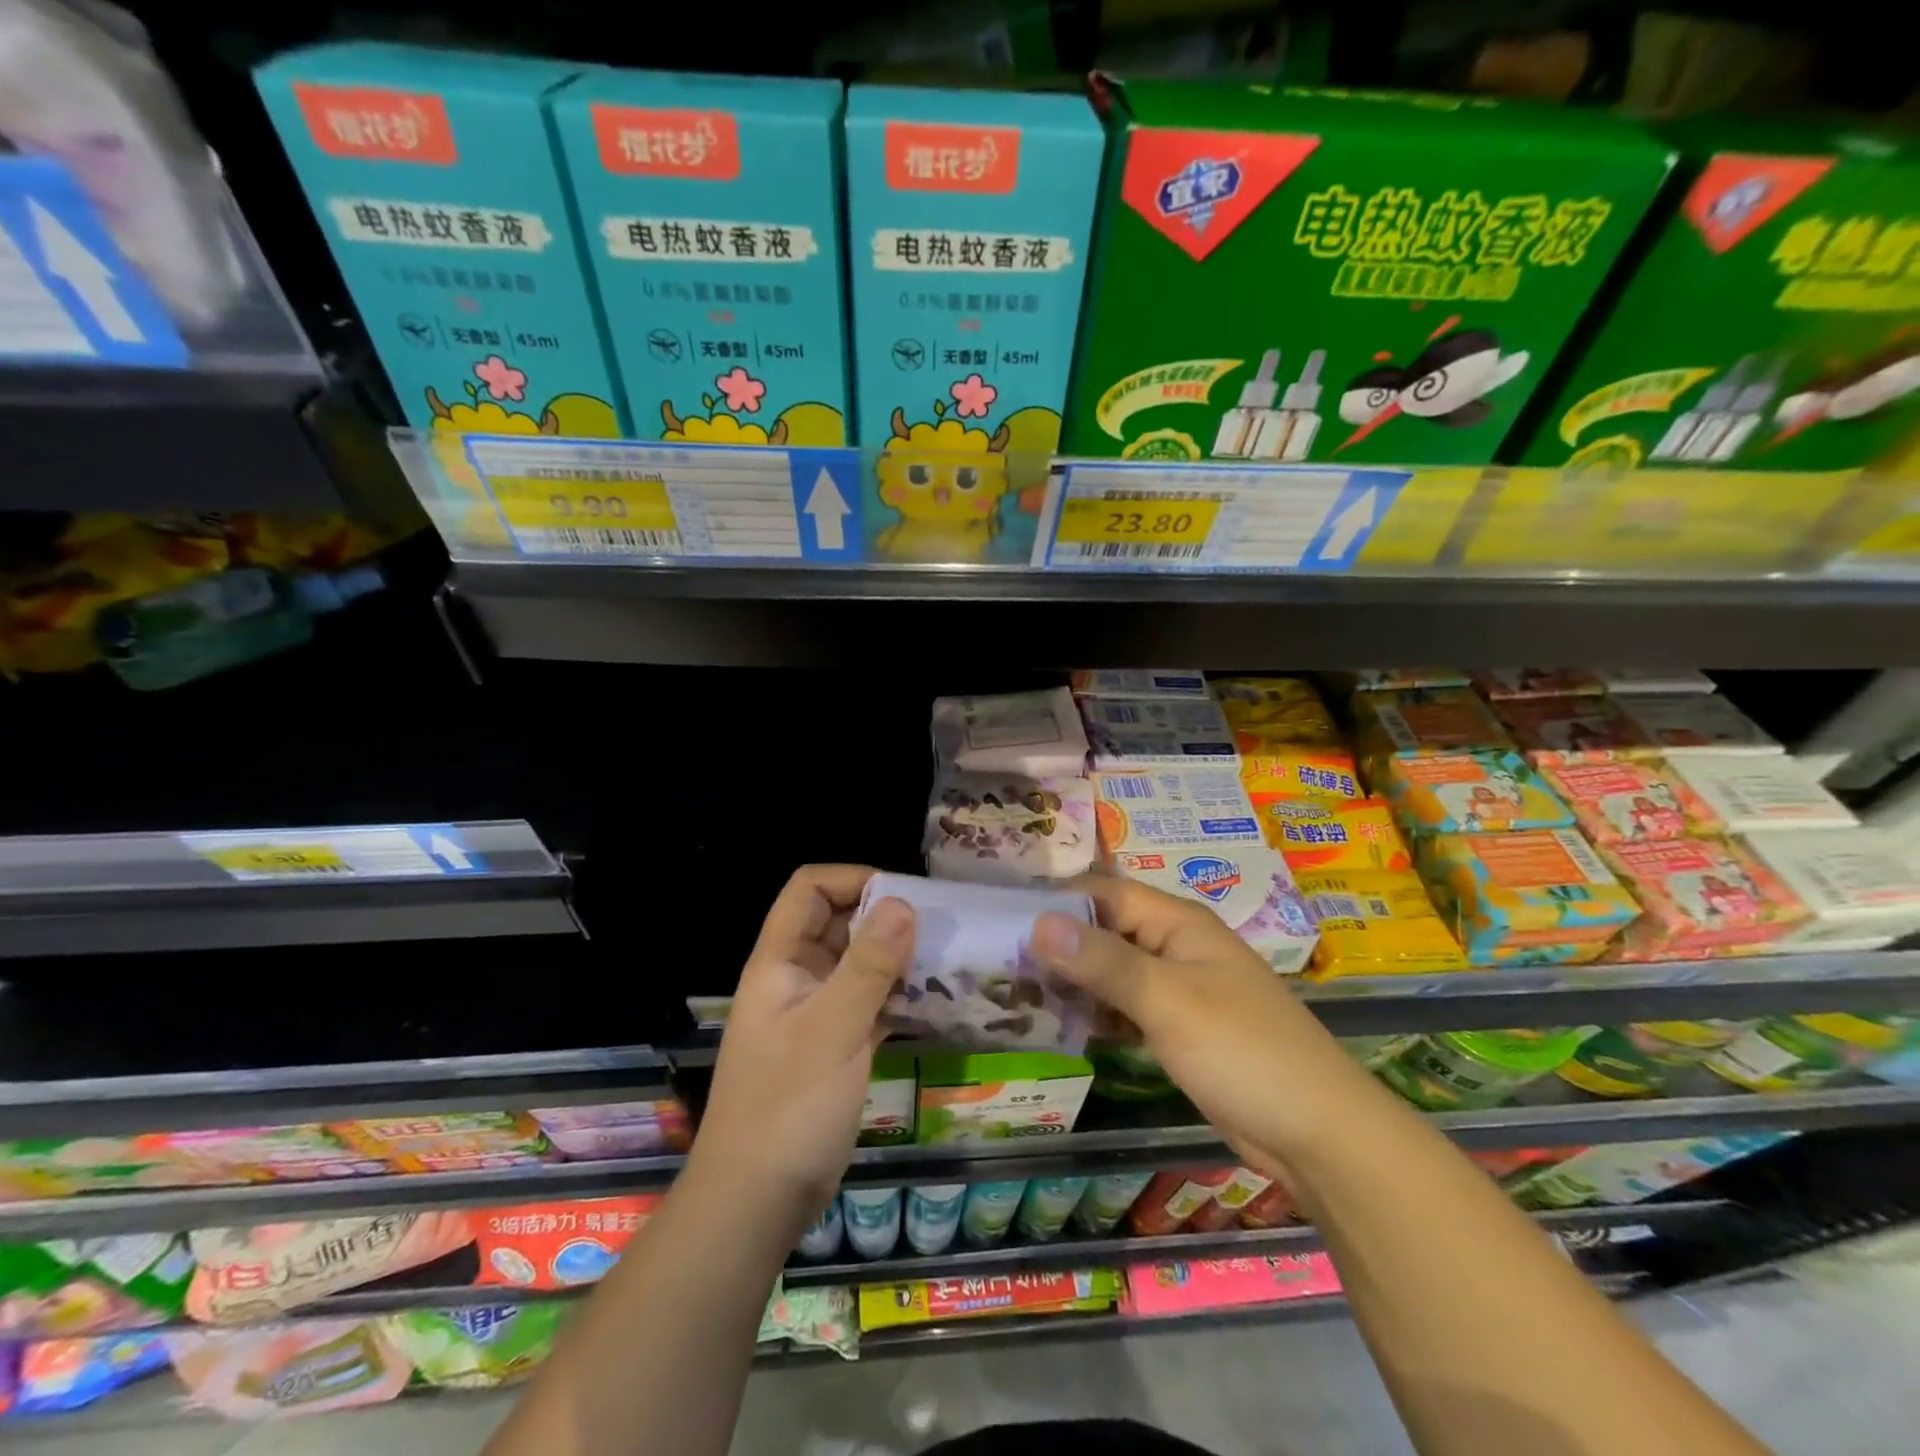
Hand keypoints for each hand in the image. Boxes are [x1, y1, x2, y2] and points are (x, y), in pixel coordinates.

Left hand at [691, 865, 914, 1234]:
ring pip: (859, 964)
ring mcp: (817, 1013)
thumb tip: (903, 903)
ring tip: (947, 960)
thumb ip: (868, 966)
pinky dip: (900, 998)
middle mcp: (798, 978)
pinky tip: (938, 1003)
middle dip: (885, 918)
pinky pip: (872, 1004)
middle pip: (839, 922)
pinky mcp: (837, 1046)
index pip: (809, 890)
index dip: (852, 879)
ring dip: (898, 959)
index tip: (902, 896)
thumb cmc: (787, 1107)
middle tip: (938, 927)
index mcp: (780, 962)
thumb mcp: (832, 1030)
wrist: (757, 1202)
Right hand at [1032, 877, 1375, 1176]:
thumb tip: (1038, 920)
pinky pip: (1124, 1007)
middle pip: (1104, 931)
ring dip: (1072, 980)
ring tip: (1012, 991)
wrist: (1317, 1133)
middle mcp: (1174, 945)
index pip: (1103, 893)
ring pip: (1111, 971)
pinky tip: (1058, 1024)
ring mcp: (1177, 988)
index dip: (1056, 902)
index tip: (1001, 918)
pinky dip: (1094, 1012)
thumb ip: (1102, 961)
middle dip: (1057, 943)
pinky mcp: (1177, 1028)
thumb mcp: (1166, 1001)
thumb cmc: (1242, 1051)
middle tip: (996, 962)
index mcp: (1177, 922)